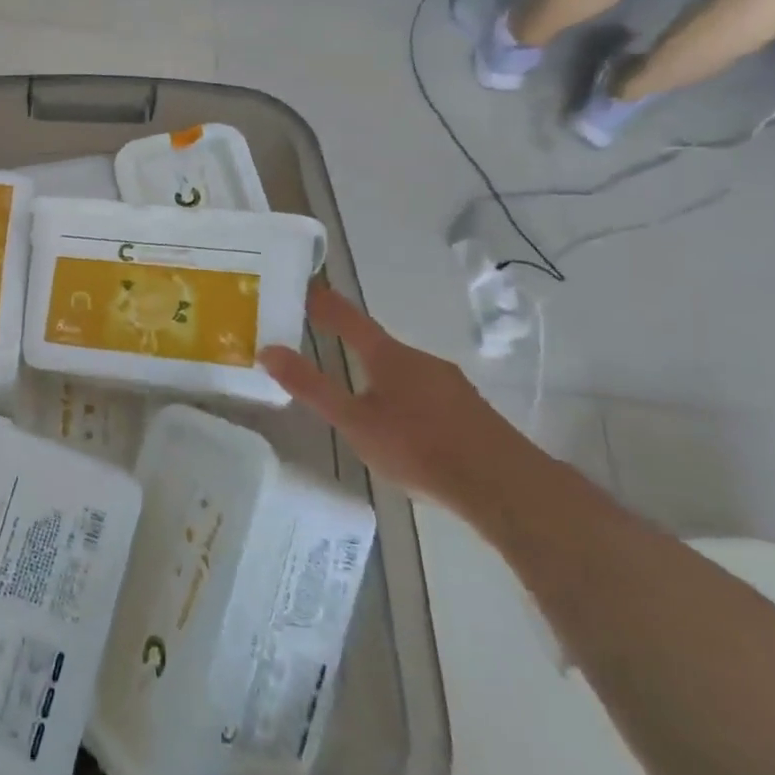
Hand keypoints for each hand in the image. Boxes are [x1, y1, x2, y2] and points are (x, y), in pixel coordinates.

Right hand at [258, 283, 536, 520]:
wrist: (506, 487)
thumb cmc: (419, 448)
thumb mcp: (354, 422)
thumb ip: (312, 387)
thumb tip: (268, 350)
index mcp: (389, 357)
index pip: (349, 319)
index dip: (325, 304)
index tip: (306, 288)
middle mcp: (421, 360)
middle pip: (379, 346)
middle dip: (353, 345)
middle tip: (327, 348)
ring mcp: (451, 385)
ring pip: (405, 373)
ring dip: (381, 378)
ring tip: (362, 401)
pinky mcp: (470, 411)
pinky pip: (427, 395)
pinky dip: (406, 401)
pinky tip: (405, 430)